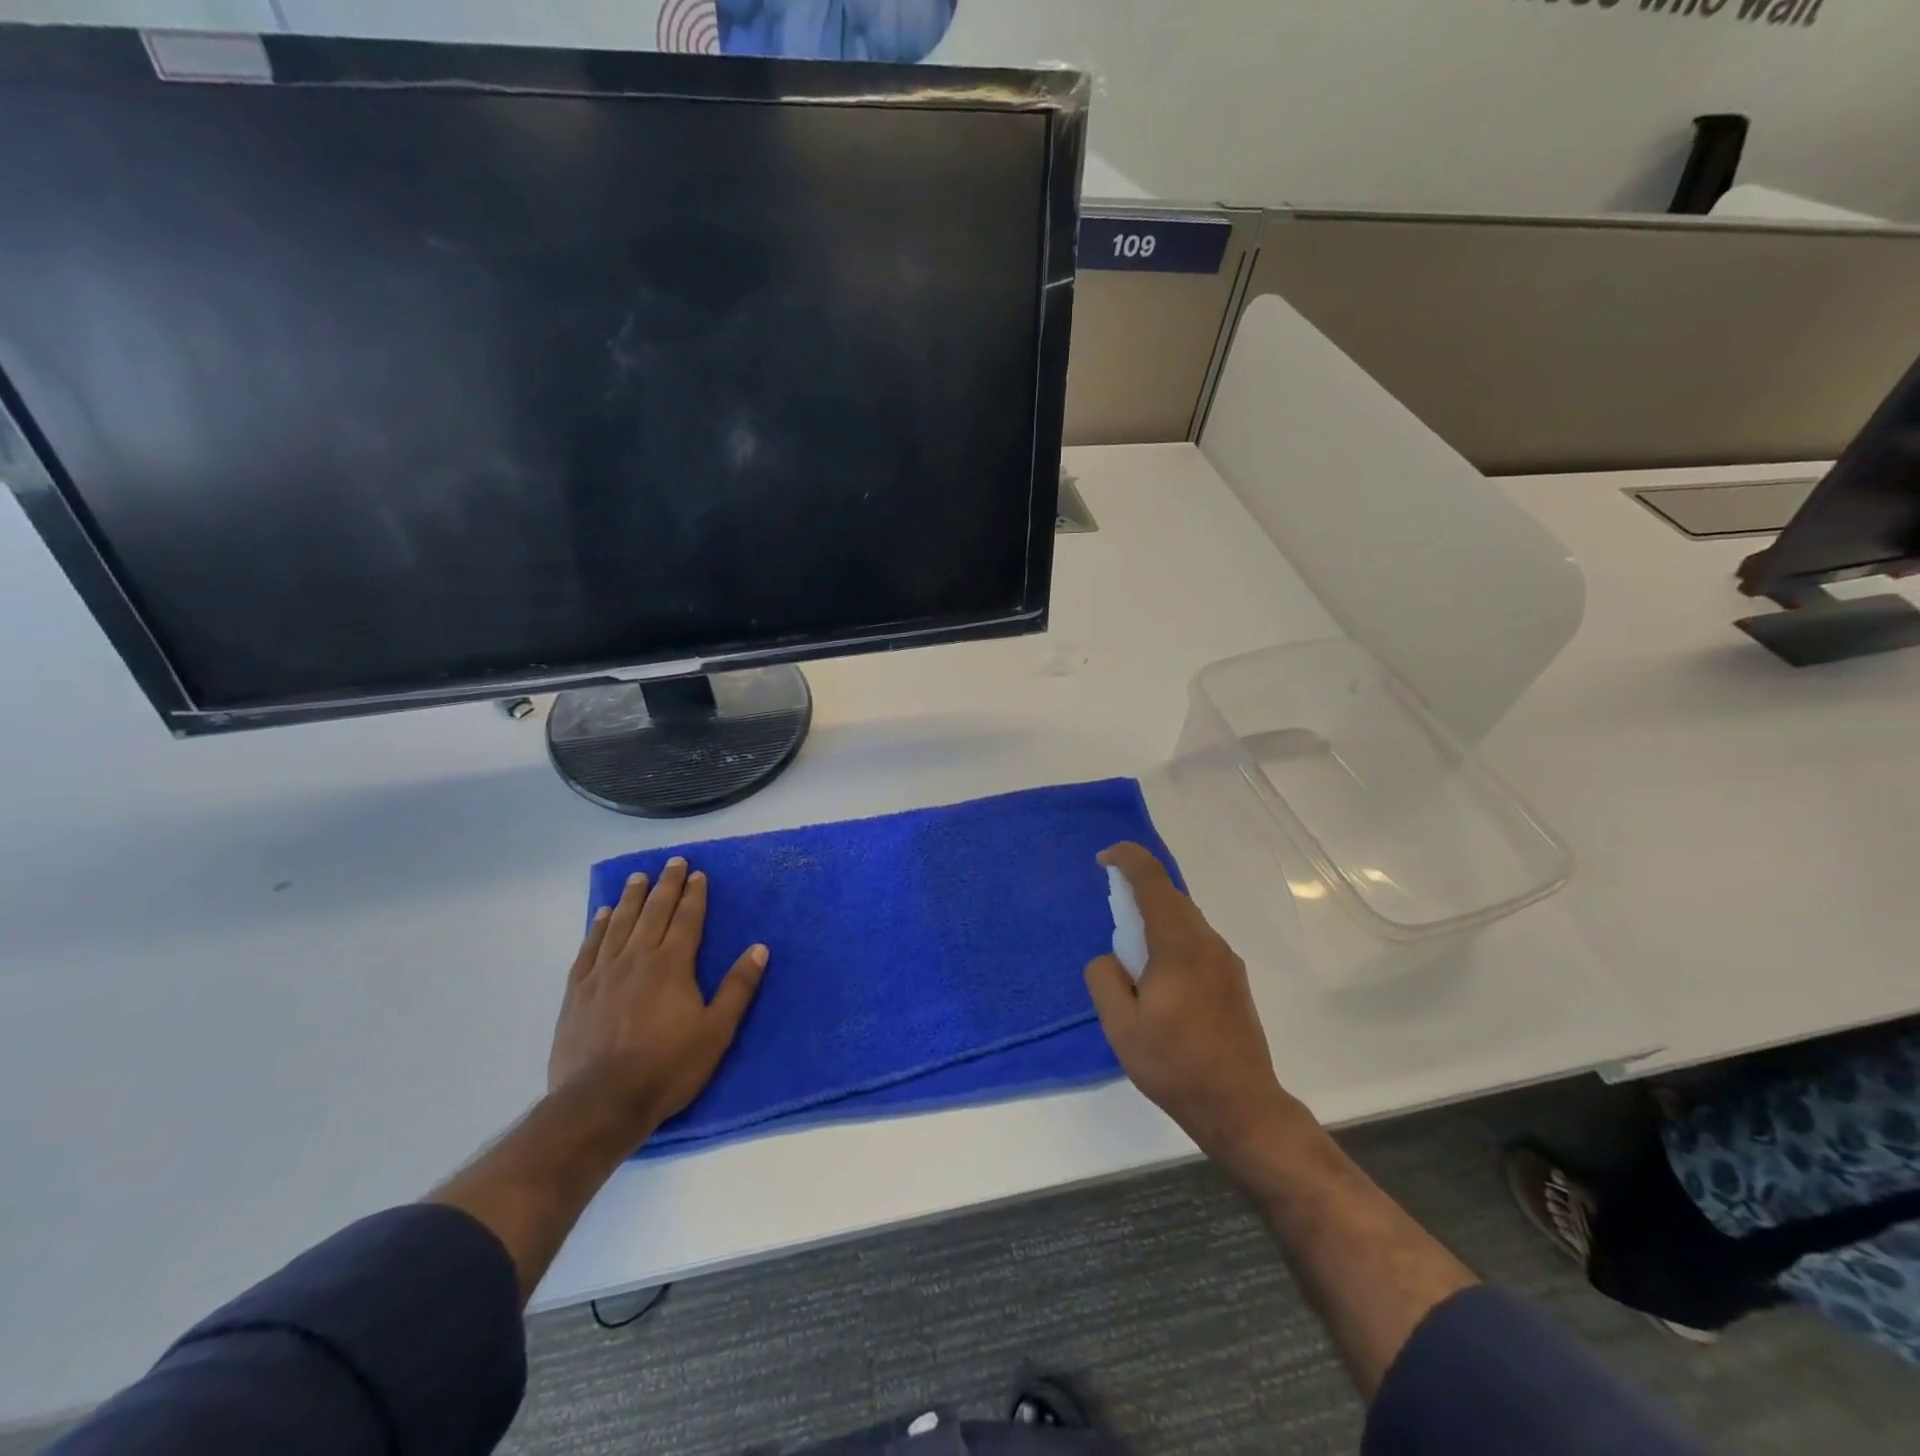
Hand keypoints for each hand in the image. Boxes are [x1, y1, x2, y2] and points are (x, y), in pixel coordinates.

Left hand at [547, 857, 767, 1146]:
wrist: (601, 1102)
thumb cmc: (667, 1067)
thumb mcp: (716, 1031)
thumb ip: (737, 987)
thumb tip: (759, 948)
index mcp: (672, 965)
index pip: (686, 919)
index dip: (693, 895)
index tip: (697, 874)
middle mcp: (637, 958)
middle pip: (653, 912)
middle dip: (666, 885)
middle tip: (672, 862)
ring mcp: (603, 973)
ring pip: (619, 924)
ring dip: (631, 898)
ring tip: (637, 878)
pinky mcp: (578, 992)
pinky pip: (589, 948)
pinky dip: (597, 927)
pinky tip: (601, 915)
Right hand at [1085, 843, 1298, 1165]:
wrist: (1241, 1107)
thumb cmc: (1175, 1064)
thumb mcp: (1121, 1026)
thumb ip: (1105, 979)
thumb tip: (1110, 959)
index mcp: (1178, 944)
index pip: (1152, 880)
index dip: (1127, 859)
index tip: (1104, 860)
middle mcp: (1207, 942)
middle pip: (1171, 897)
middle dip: (1138, 893)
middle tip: (1111, 916)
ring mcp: (1226, 962)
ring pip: (1185, 921)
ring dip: (1156, 921)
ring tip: (1133, 958)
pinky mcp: (1234, 982)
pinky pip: (1196, 943)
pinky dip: (1172, 942)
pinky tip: (1160, 981)